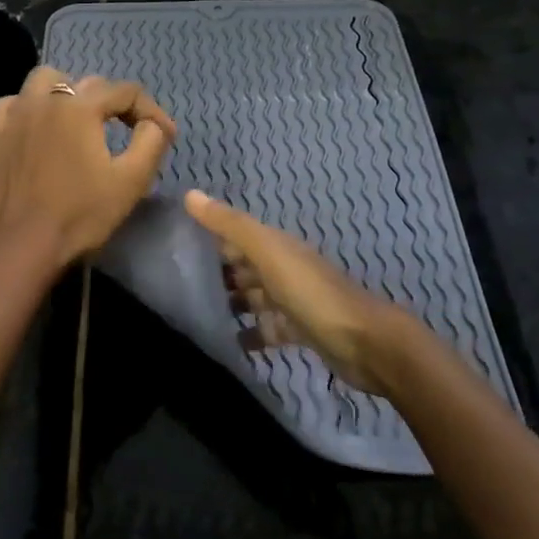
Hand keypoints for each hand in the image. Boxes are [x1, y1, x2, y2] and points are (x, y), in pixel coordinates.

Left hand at [0, 67, 177, 270]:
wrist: (24, 245)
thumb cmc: (81, 214)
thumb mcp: (132, 180)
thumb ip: (151, 140)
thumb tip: (154, 123)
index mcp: (80, 106)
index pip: (126, 92)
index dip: (151, 111)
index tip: (165, 135)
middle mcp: (46, 99)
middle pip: (89, 84)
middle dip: (115, 104)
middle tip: (129, 132)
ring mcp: (16, 113)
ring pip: (46, 80)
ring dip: (69, 92)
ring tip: (81, 119)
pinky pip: (14, 102)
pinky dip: (30, 106)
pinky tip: (39, 126)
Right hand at [184, 189, 402, 393]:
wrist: (365, 343)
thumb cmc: (311, 293)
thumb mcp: (268, 252)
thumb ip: (231, 225)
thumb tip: (189, 194)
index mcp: (277, 246)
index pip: (237, 235)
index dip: (209, 236)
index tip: (172, 245)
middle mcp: (284, 269)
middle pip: (244, 267)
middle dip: (215, 273)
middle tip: (174, 285)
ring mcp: (292, 302)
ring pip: (253, 298)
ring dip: (229, 304)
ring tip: (193, 314)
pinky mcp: (298, 332)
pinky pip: (266, 330)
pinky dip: (248, 335)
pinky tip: (226, 343)